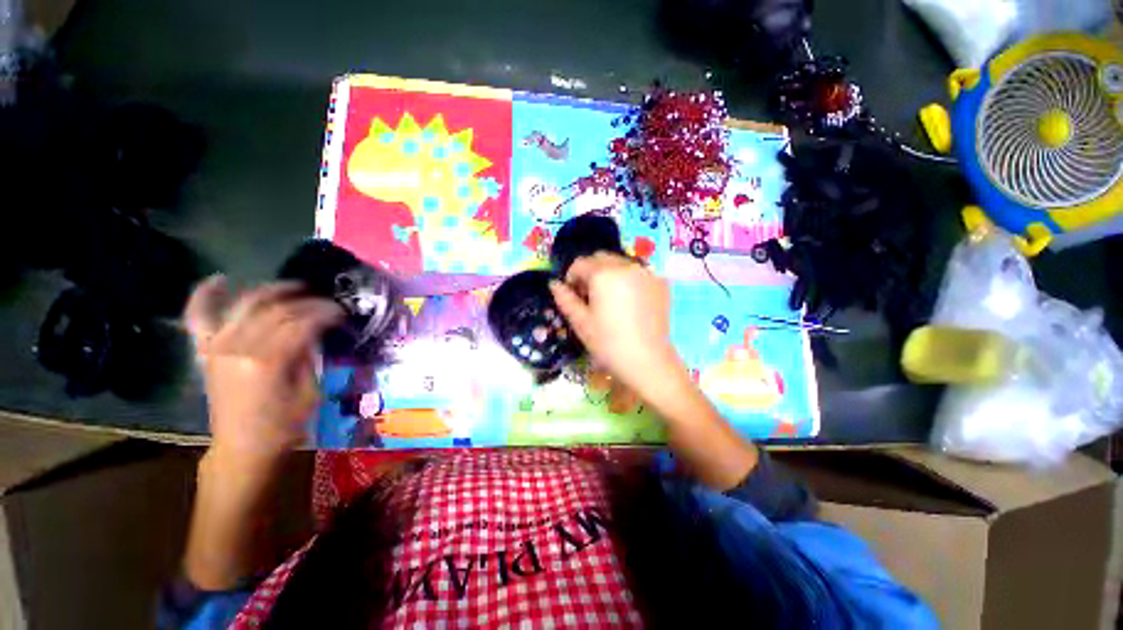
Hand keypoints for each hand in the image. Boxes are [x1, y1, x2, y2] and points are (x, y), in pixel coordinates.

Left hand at [185, 276, 342, 464]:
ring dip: (272, 290)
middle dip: (308, 301)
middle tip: (328, 302)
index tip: (343, 313)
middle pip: (277, 310)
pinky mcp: (206, 351)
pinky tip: (220, 279)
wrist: (243, 448)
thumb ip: (309, 356)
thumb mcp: (310, 392)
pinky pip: (198, 317)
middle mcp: (238, 347)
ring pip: (245, 304)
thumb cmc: (284, 426)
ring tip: (295, 287)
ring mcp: (217, 346)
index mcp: (268, 361)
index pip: (301, 323)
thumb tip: (316, 331)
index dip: (325, 313)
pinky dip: (206, 295)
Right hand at [549, 253, 686, 399]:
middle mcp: (626, 265)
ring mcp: (646, 273)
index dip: (571, 277)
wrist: (648, 361)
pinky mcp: (660, 283)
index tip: (572, 295)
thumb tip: (554, 283)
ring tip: (610, 299)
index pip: (580, 263)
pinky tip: (629, 302)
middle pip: (601, 258)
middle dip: (590, 272)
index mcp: (603, 274)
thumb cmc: (608, 343)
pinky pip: (638, 272)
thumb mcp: (580, 322)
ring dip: (609, 274)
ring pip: (620, 263)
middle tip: (590, 296)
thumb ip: (565, 299)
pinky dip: (628, 279)